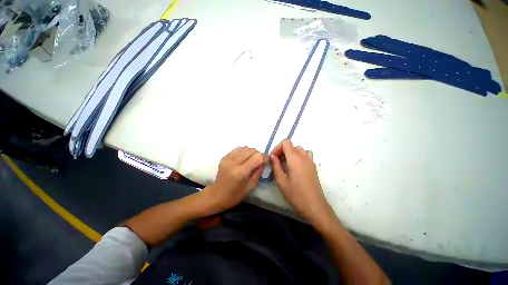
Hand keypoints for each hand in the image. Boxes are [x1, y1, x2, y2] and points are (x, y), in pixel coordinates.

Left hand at [203, 146, 267, 213]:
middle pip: (251, 150)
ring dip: (251, 152)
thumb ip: (259, 171)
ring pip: (245, 148)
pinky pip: (238, 149)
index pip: (257, 157)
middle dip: (258, 154)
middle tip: (259, 162)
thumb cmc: (235, 195)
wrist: (217, 195)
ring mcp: (227, 158)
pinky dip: (243, 152)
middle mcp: (233, 162)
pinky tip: (243, 159)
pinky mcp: (224, 157)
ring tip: (251, 160)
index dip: (264, 157)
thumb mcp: (251, 186)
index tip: (266, 161)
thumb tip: (264, 160)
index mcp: (240, 172)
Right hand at [271, 139, 331, 224]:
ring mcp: (310, 161)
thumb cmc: (295, 194)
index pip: (286, 142)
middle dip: (282, 151)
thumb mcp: (281, 181)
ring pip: (298, 149)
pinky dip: (299, 156)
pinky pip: (305, 155)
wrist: (314, 206)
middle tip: (276, 162)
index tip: (273, 157)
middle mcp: (303, 156)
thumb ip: (275, 166)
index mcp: (295, 158)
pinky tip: (295, 166)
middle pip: (291, 146)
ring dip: (290, 153)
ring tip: (285, 164)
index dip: (278, 147)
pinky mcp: (313, 166)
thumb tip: (272, 156)